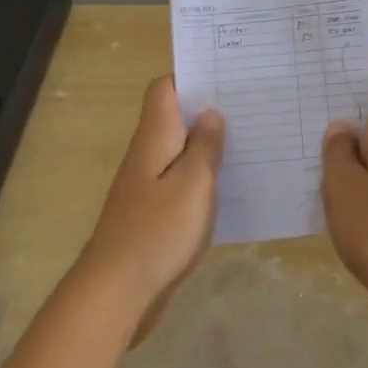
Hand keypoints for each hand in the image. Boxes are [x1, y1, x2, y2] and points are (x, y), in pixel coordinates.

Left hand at [80, 76, 223, 337]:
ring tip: (249, 142)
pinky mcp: (152, 212)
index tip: (226, 77)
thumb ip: (205, 145)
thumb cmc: (159, 229)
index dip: (191, 77)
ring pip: (179, 150)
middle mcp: (147, 153)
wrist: (117, 290)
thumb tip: (210, 114)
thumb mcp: (194, 182)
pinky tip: (229, 187)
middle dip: (208, 110)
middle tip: (250, 108)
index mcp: (155, 136)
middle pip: (175, 118)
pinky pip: (180, 180)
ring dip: (207, 146)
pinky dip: (202, 177)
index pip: (164, 89)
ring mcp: (147, 184)